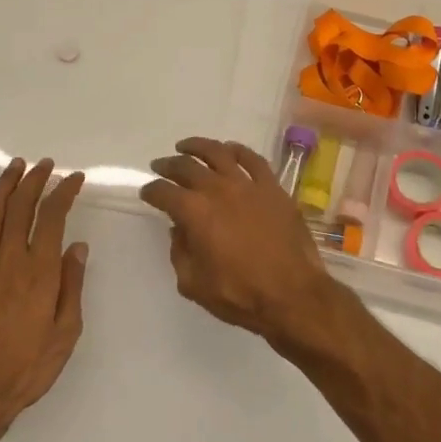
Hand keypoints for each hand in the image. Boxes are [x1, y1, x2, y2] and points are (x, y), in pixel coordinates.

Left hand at [0, 158, 87, 435]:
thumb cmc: (28, 367)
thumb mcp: (66, 332)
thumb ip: (71, 286)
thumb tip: (77, 246)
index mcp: (40, 272)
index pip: (52, 217)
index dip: (63, 192)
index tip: (74, 178)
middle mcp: (9, 261)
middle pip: (20, 208)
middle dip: (35, 181)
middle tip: (45, 164)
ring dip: (4, 188)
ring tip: (15, 167)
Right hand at [139, 137, 336, 346]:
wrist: (293, 294)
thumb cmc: (240, 294)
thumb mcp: (194, 284)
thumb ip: (180, 253)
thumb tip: (180, 230)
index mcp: (195, 213)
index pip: (164, 192)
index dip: (152, 191)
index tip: (147, 192)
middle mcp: (218, 190)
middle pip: (187, 167)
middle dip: (168, 165)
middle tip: (160, 165)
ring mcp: (248, 185)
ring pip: (218, 153)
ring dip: (198, 147)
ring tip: (186, 147)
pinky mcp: (273, 188)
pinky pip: (253, 159)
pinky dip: (238, 150)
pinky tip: (230, 149)